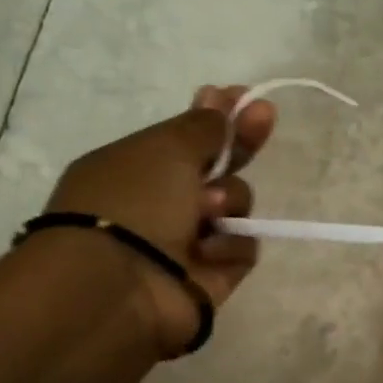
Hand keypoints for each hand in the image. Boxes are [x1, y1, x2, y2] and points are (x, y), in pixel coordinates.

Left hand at [44, 85, 275, 356]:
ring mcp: (189, 239)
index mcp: (138, 166)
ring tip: (205, 212)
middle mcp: (163, 201)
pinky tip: (205, 252)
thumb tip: (221, 97)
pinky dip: (229, 246)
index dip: (219, 117)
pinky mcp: (213, 273)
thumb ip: (205, 125)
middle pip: (218, 167)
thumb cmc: (134, 202)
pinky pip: (242, 246)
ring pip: (236, 205)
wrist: (118, 286)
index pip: (188, 135)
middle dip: (240, 144)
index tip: (246, 96)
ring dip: (228, 201)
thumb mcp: (166, 148)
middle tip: (264, 117)